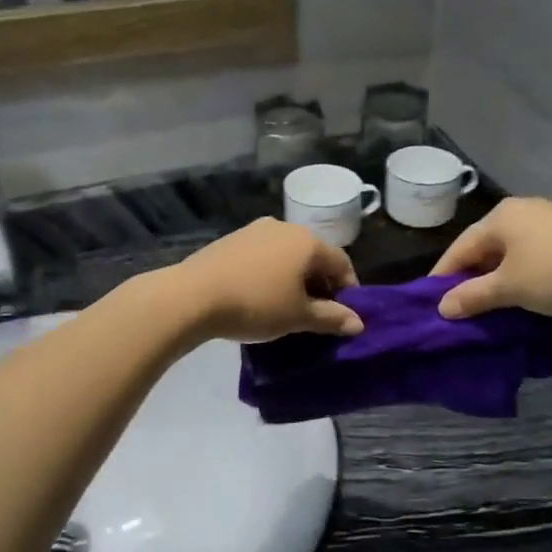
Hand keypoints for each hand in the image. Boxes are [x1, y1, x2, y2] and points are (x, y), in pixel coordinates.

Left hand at [165, 220, 362, 342]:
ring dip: (295, 278)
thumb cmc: (256, 304)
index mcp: (308, 242)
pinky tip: (260, 295)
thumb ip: (331, 318)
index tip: (344, 315)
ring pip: (288, 255)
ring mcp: (256, 230)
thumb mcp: (298, 316)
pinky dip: (272, 273)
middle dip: (321, 284)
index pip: (342, 263)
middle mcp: (285, 227)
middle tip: (317, 313)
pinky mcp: (232, 239)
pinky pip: (264, 255)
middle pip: (315, 256)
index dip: (348, 290)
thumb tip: (358, 323)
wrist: (193, 296)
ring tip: (287, 306)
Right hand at [431, 197, 551, 319]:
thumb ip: (473, 296)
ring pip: (508, 252)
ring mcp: (547, 219)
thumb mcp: (510, 288)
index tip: (430, 302)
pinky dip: (519, 274)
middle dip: (470, 277)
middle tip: (459, 306)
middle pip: (484, 247)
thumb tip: (442, 307)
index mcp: (500, 217)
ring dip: (496, 278)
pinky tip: (520, 293)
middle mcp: (520, 211)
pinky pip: (530, 254)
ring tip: (487, 305)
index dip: (443, 276)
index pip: (460, 247)